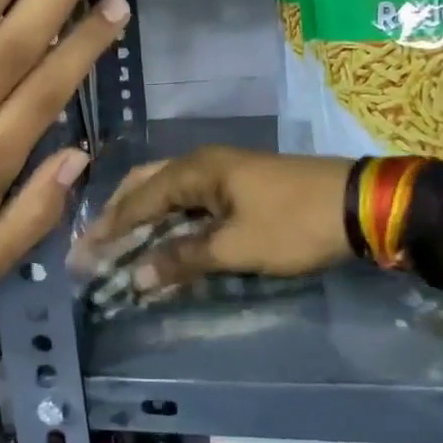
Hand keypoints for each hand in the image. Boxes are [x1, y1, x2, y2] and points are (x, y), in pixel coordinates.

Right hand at [69, 147, 354, 289]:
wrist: (360, 204)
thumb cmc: (294, 224)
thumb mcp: (237, 248)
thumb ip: (184, 260)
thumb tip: (137, 278)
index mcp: (195, 170)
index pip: (137, 200)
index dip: (108, 230)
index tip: (82, 255)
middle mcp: (202, 163)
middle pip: (146, 186)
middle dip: (119, 215)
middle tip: (97, 246)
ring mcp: (223, 170)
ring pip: (168, 190)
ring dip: (144, 216)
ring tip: (123, 243)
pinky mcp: (240, 183)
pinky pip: (190, 198)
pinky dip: (170, 217)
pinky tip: (166, 236)